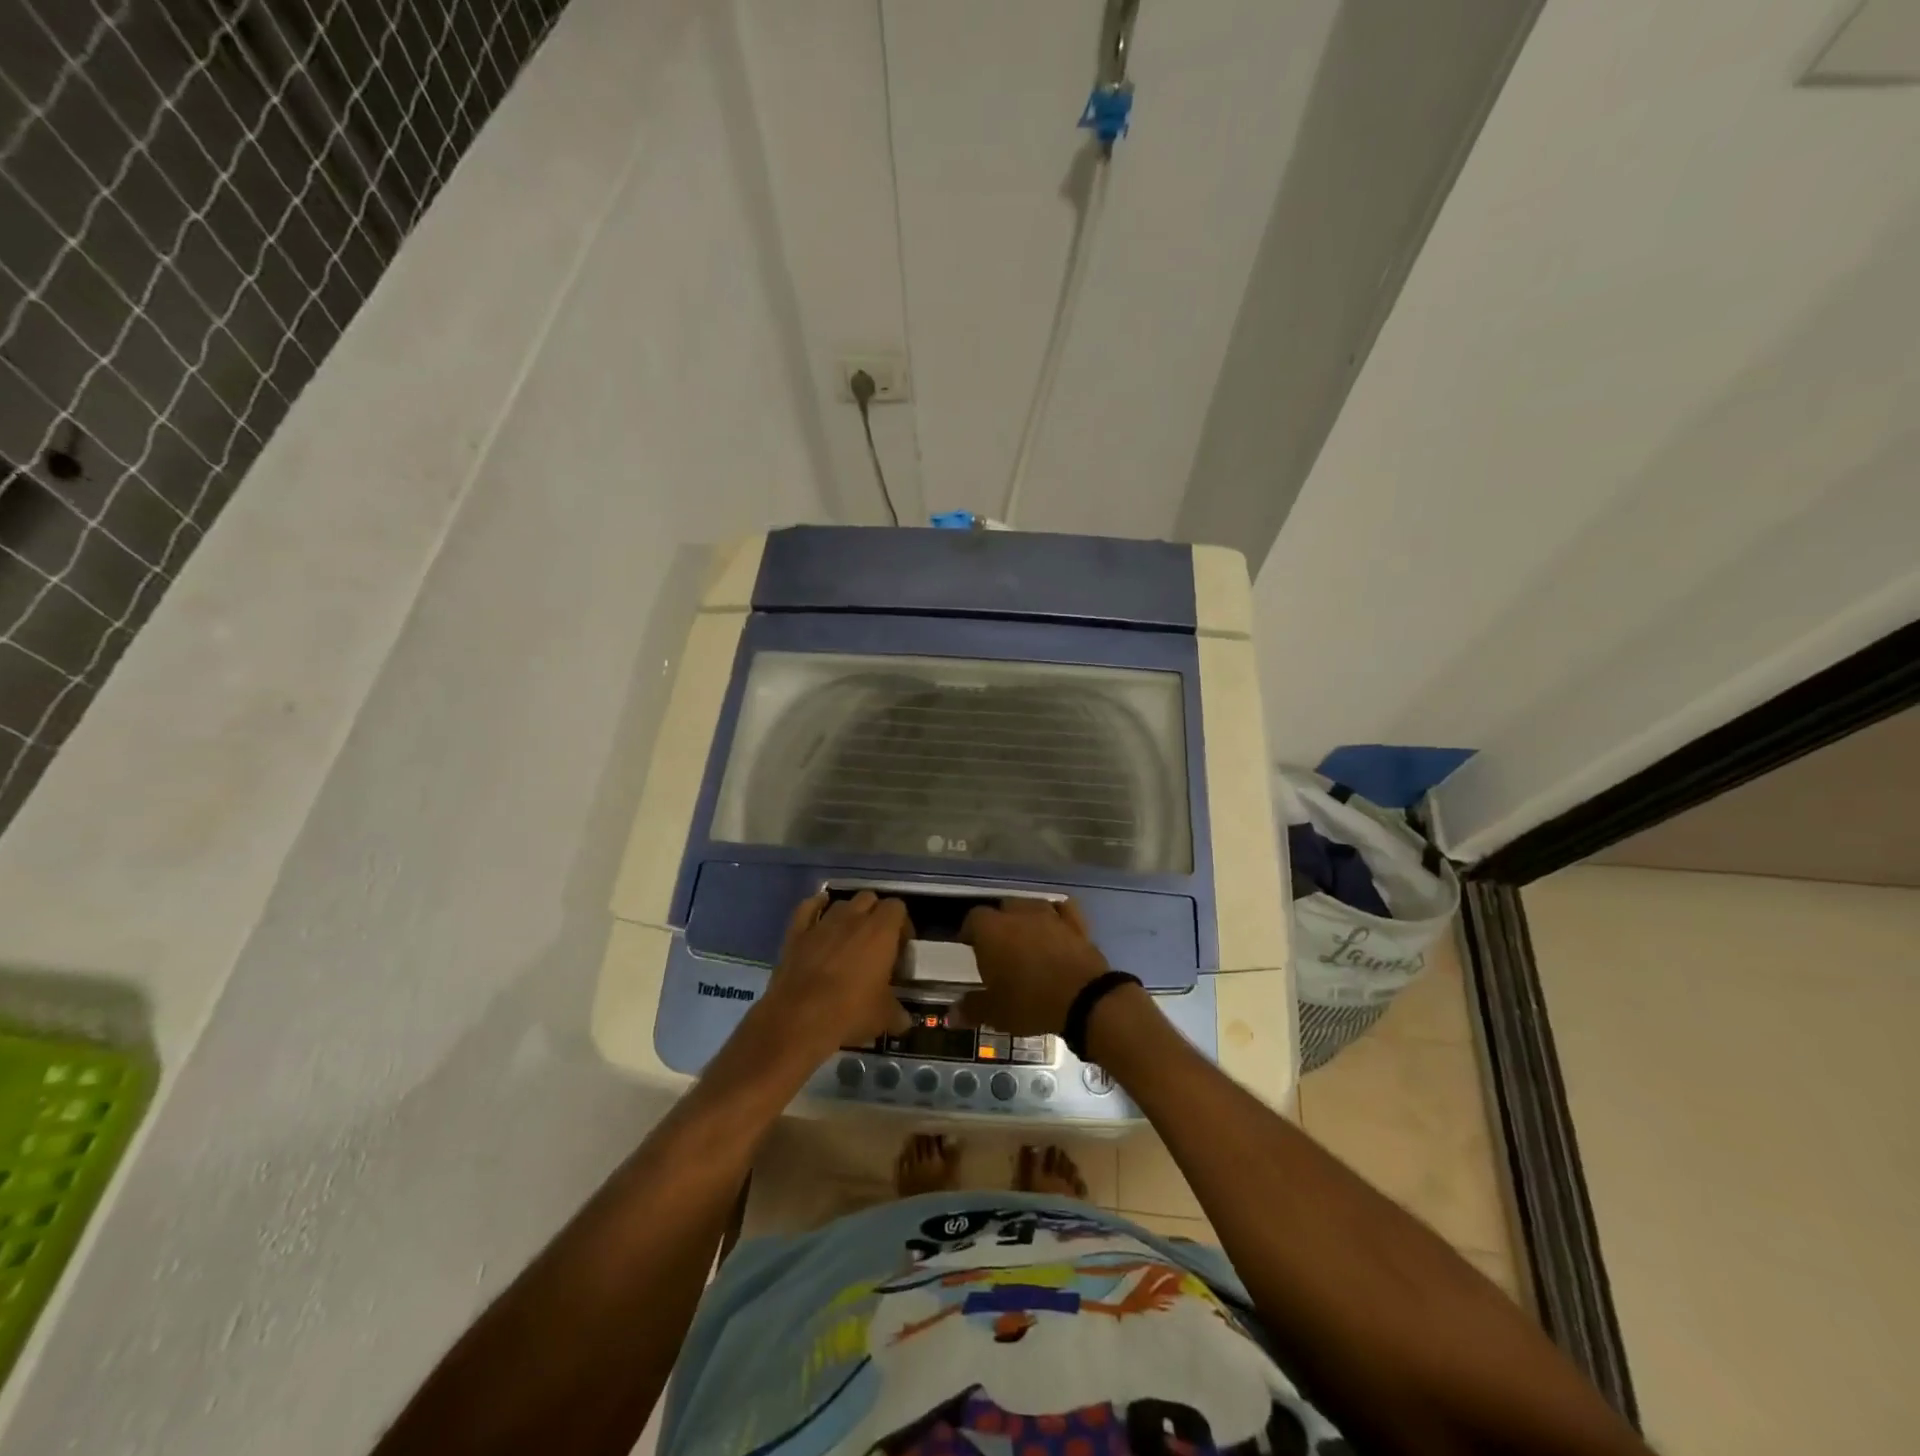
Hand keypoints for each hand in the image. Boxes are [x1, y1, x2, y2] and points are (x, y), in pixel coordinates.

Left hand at [762, 891, 912, 1054]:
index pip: (897, 907)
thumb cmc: (850, 1013)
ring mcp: (822, 923)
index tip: (901, 946)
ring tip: (849, 936)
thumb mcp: (884, 1017)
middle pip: (870, 898)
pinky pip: (807, 908)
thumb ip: (898, 1013)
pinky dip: (815, 907)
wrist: (799, 1019)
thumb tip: (904, 1021)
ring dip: (849, 914)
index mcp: (881, 931)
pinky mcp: (796, 933)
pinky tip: (819, 913)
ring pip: (841, 903)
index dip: (902, 924)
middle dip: (875, 914)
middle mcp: (853, 918)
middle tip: (877, 941)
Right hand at [956, 898, 1109, 1035]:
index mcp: (992, 930)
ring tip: (1026, 938)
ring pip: (1031, 905)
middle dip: (998, 924)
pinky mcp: (1076, 923)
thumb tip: (952, 1014)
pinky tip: (1056, 926)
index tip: (970, 948)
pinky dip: (1057, 915)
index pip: (973, 918)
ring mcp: (1049, 915)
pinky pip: (1062, 909)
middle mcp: (1018, 914)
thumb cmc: (1030, 1002)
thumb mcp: (995, 1013)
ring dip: (1026, 917)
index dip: (970, 932)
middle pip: (1002, 908)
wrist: (1083, 999)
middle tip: (999, 948)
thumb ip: (972, 1008)